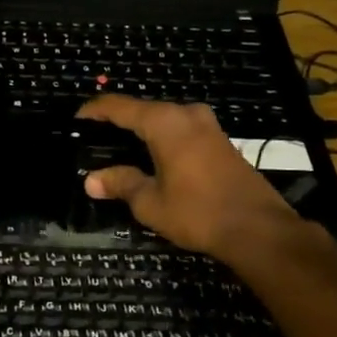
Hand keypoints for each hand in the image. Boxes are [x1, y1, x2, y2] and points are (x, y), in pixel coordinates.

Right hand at [77, 97, 312, 260]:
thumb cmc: (198, 212)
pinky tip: (153, 157)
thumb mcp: (151, 202)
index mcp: (164, 122)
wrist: (259, 229)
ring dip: (143, 130)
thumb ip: (121, 184)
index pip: (119, 106)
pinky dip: (163, 138)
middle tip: (95, 136)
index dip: (95, 110)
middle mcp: (186, 114)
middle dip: (118, 120)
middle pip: (143, 110)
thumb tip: (91, 180)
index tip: (77, 118)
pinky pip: (181, 130)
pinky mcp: (221, 141)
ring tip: (120, 147)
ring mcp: (208, 126)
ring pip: (165, 119)